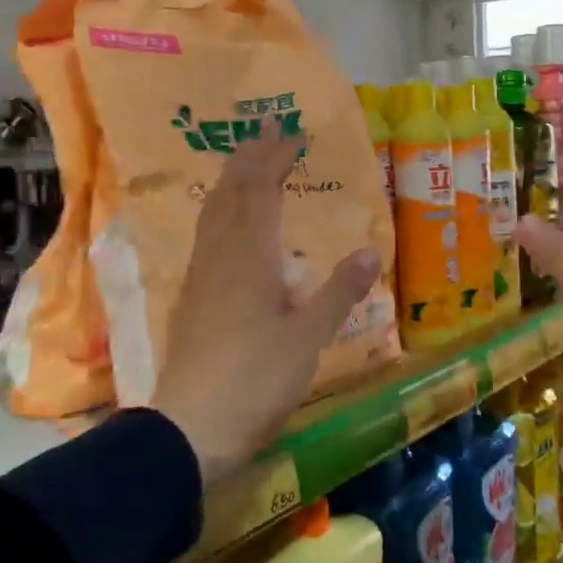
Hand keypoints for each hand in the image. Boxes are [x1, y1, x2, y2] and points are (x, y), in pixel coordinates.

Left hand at [151, 130, 380, 484]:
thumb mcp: (309, 338)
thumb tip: (371, 251)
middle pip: (230, 193)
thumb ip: (339, 292)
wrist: (190, 428)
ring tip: (248, 167)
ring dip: (232, 182)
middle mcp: (219, 256)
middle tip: (268, 133)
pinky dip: (223, 213)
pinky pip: (207, 236)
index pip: (260, 190)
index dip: (275, 158)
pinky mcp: (192, 300)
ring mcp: (200, 278)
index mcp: (248, 257)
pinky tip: (230, 229)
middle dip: (249, 158)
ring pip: (213, 214)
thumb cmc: (255, 379)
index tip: (292, 134)